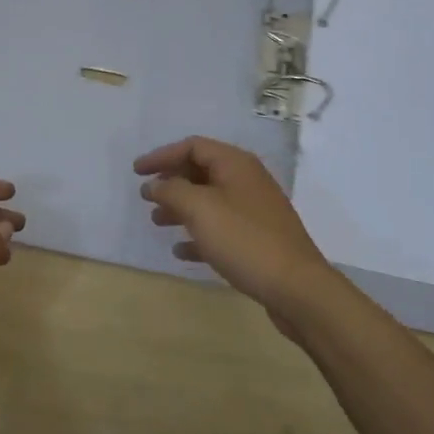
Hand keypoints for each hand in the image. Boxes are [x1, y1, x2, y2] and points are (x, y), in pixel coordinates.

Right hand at [135, 136, 339, 332]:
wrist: (297, 287)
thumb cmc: (244, 239)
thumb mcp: (200, 209)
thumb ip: (172, 191)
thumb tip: (154, 184)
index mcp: (235, 164)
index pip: (192, 146)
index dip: (161, 156)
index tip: (136, 172)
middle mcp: (246, 180)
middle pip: (201, 171)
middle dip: (171, 182)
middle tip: (146, 197)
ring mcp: (254, 210)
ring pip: (210, 200)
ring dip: (181, 208)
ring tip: (157, 222)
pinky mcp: (258, 238)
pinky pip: (221, 227)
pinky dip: (199, 234)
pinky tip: (181, 251)